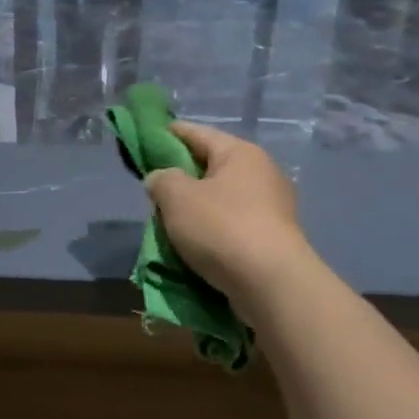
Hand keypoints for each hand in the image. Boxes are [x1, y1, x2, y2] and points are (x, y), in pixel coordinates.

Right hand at [143, 122, 312, 310]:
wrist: (272, 286)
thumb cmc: (222, 228)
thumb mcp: (177, 197)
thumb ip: (161, 180)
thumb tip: (162, 180)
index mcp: (240, 153)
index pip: (197, 133)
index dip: (168, 134)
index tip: (145, 139)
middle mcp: (262, 173)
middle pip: (211, 166)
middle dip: (181, 176)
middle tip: (154, 190)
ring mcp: (272, 207)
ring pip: (221, 198)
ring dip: (196, 207)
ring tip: (170, 221)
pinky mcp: (273, 238)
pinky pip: (233, 224)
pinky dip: (213, 230)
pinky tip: (195, 243)